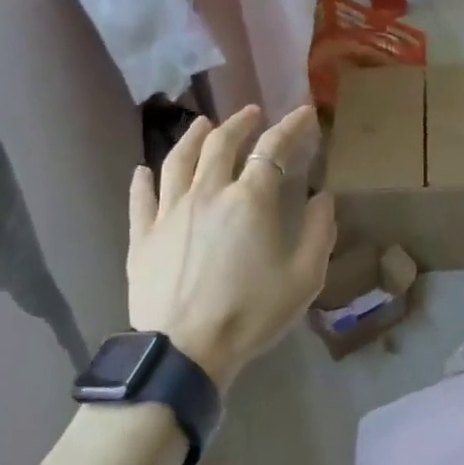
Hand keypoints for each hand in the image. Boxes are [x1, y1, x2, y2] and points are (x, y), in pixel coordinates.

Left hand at [128, 105, 336, 389]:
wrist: (185, 352)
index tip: (304, 112)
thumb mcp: (304, 278)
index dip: (290, 126)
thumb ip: (319, 232)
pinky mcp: (142, 236)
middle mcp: (207, 193)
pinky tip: (144, 170)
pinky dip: (144, 180)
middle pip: (220, 143)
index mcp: (249, 200)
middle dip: (239, 122)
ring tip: (203, 124)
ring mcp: (170, 212)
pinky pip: (141, 198)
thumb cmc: (251, 313)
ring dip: (193, 137)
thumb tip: (322, 198)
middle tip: (251, 113)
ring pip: (178, 160)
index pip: (272, 149)